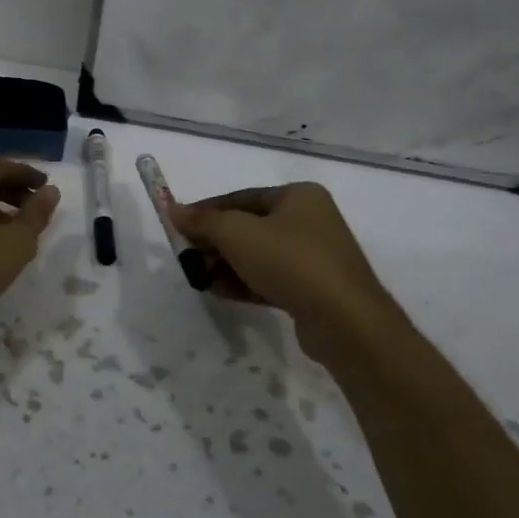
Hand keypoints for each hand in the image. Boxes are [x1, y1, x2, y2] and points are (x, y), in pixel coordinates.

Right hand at [170, 183, 403, 367]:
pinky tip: (218, 292)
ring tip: (198, 278)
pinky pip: (270, 279)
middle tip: (187, 257)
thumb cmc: (290, 261)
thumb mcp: (237, 234)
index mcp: (298, 196)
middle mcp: (310, 221)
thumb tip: (174, 211)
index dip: (207, 211)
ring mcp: (314, 257)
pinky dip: (244, 283)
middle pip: (249, 227)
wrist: (345, 321)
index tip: (178, 226)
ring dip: (226, 265)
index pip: (241, 197)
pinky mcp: (313, 290)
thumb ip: (203, 221)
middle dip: (215, 242)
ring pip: (258, 255)